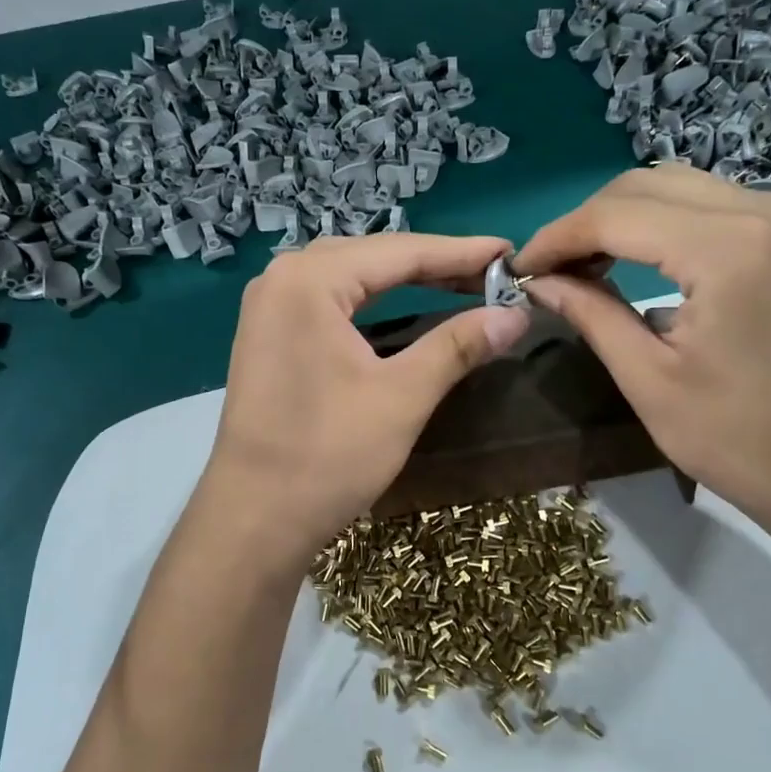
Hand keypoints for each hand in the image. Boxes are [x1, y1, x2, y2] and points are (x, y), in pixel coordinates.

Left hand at [202, 234, 530, 563]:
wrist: (254, 519)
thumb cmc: (328, 455)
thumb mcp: (403, 397)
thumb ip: (459, 345)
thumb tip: (516, 315)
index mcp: (309, 280)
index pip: (400, 252)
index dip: (461, 253)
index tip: (511, 253)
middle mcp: (281, 278)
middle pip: (373, 256)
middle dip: (434, 264)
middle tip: (491, 273)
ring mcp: (268, 306)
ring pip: (350, 275)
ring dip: (403, 278)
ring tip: (458, 282)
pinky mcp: (267, 335)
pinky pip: (329, 299)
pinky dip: (372, 298)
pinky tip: (400, 304)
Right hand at [514, 165, 770, 549]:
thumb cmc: (739, 441)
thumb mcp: (648, 380)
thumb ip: (590, 313)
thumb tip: (537, 280)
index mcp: (728, 249)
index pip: (616, 216)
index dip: (557, 238)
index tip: (517, 269)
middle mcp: (764, 210)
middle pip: (644, 187)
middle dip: (584, 223)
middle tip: (547, 270)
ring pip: (675, 187)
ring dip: (619, 218)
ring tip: (581, 264)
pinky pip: (707, 203)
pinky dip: (658, 222)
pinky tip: (631, 257)